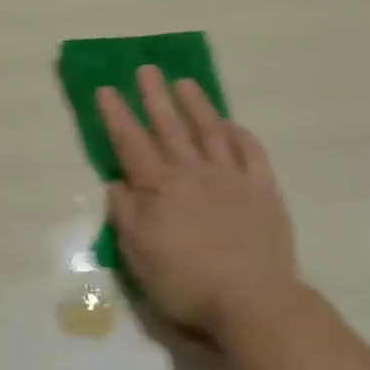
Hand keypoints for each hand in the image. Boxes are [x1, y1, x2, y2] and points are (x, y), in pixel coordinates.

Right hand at [97, 67, 301, 348]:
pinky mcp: (263, 191)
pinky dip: (240, 135)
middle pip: (170, 128)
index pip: (132, 144)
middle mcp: (193, 173)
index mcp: (160, 189)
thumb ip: (125, 216)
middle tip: (146, 69)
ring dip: (196, 106)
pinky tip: (233, 124)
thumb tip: (117, 183)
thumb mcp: (138, 256)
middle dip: (154, 97)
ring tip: (184, 83)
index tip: (106, 89)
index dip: (117, 116)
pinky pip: (251, 153)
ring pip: (210, 132)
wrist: (251, 300)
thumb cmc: (186, 282)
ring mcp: (231, 179)